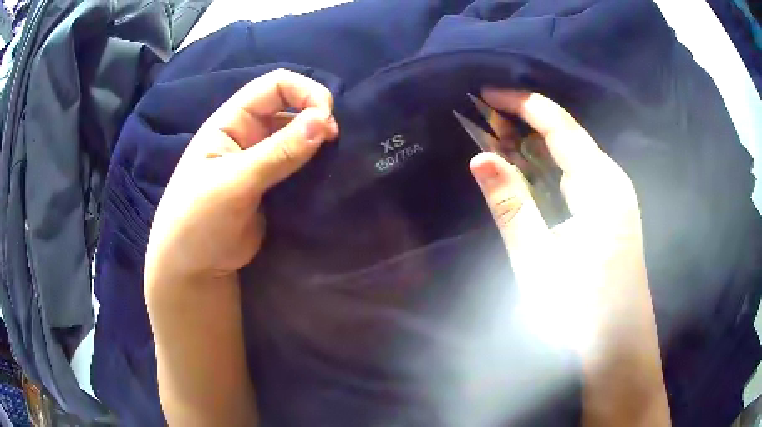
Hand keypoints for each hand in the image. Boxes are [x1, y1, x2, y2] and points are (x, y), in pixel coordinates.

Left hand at [144, 69, 338, 282]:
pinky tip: (329, 178)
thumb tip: (324, 121)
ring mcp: (262, 162)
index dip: (305, 92)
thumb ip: (278, 153)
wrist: (195, 269)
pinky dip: (318, 169)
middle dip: (317, 119)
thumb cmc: (198, 221)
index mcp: (232, 122)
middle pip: (292, 109)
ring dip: (319, 145)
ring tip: (336, 162)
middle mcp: (249, 135)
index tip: (327, 117)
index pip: (275, 86)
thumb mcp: (233, 183)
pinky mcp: (274, 188)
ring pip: (300, 139)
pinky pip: (302, 169)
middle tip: (334, 144)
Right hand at [469, 89, 643, 347]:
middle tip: (484, 123)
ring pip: (574, 157)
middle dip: (525, 124)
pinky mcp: (613, 214)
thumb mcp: (538, 261)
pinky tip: (531, 178)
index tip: (486, 94)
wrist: (619, 346)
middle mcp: (613, 182)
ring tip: (499, 145)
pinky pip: (580, 177)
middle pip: (568, 137)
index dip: (522, 103)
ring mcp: (616, 198)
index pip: (560, 126)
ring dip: (536, 148)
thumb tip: (480, 157)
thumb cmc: (581, 310)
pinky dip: (552, 170)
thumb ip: (511, 205)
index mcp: (601, 186)